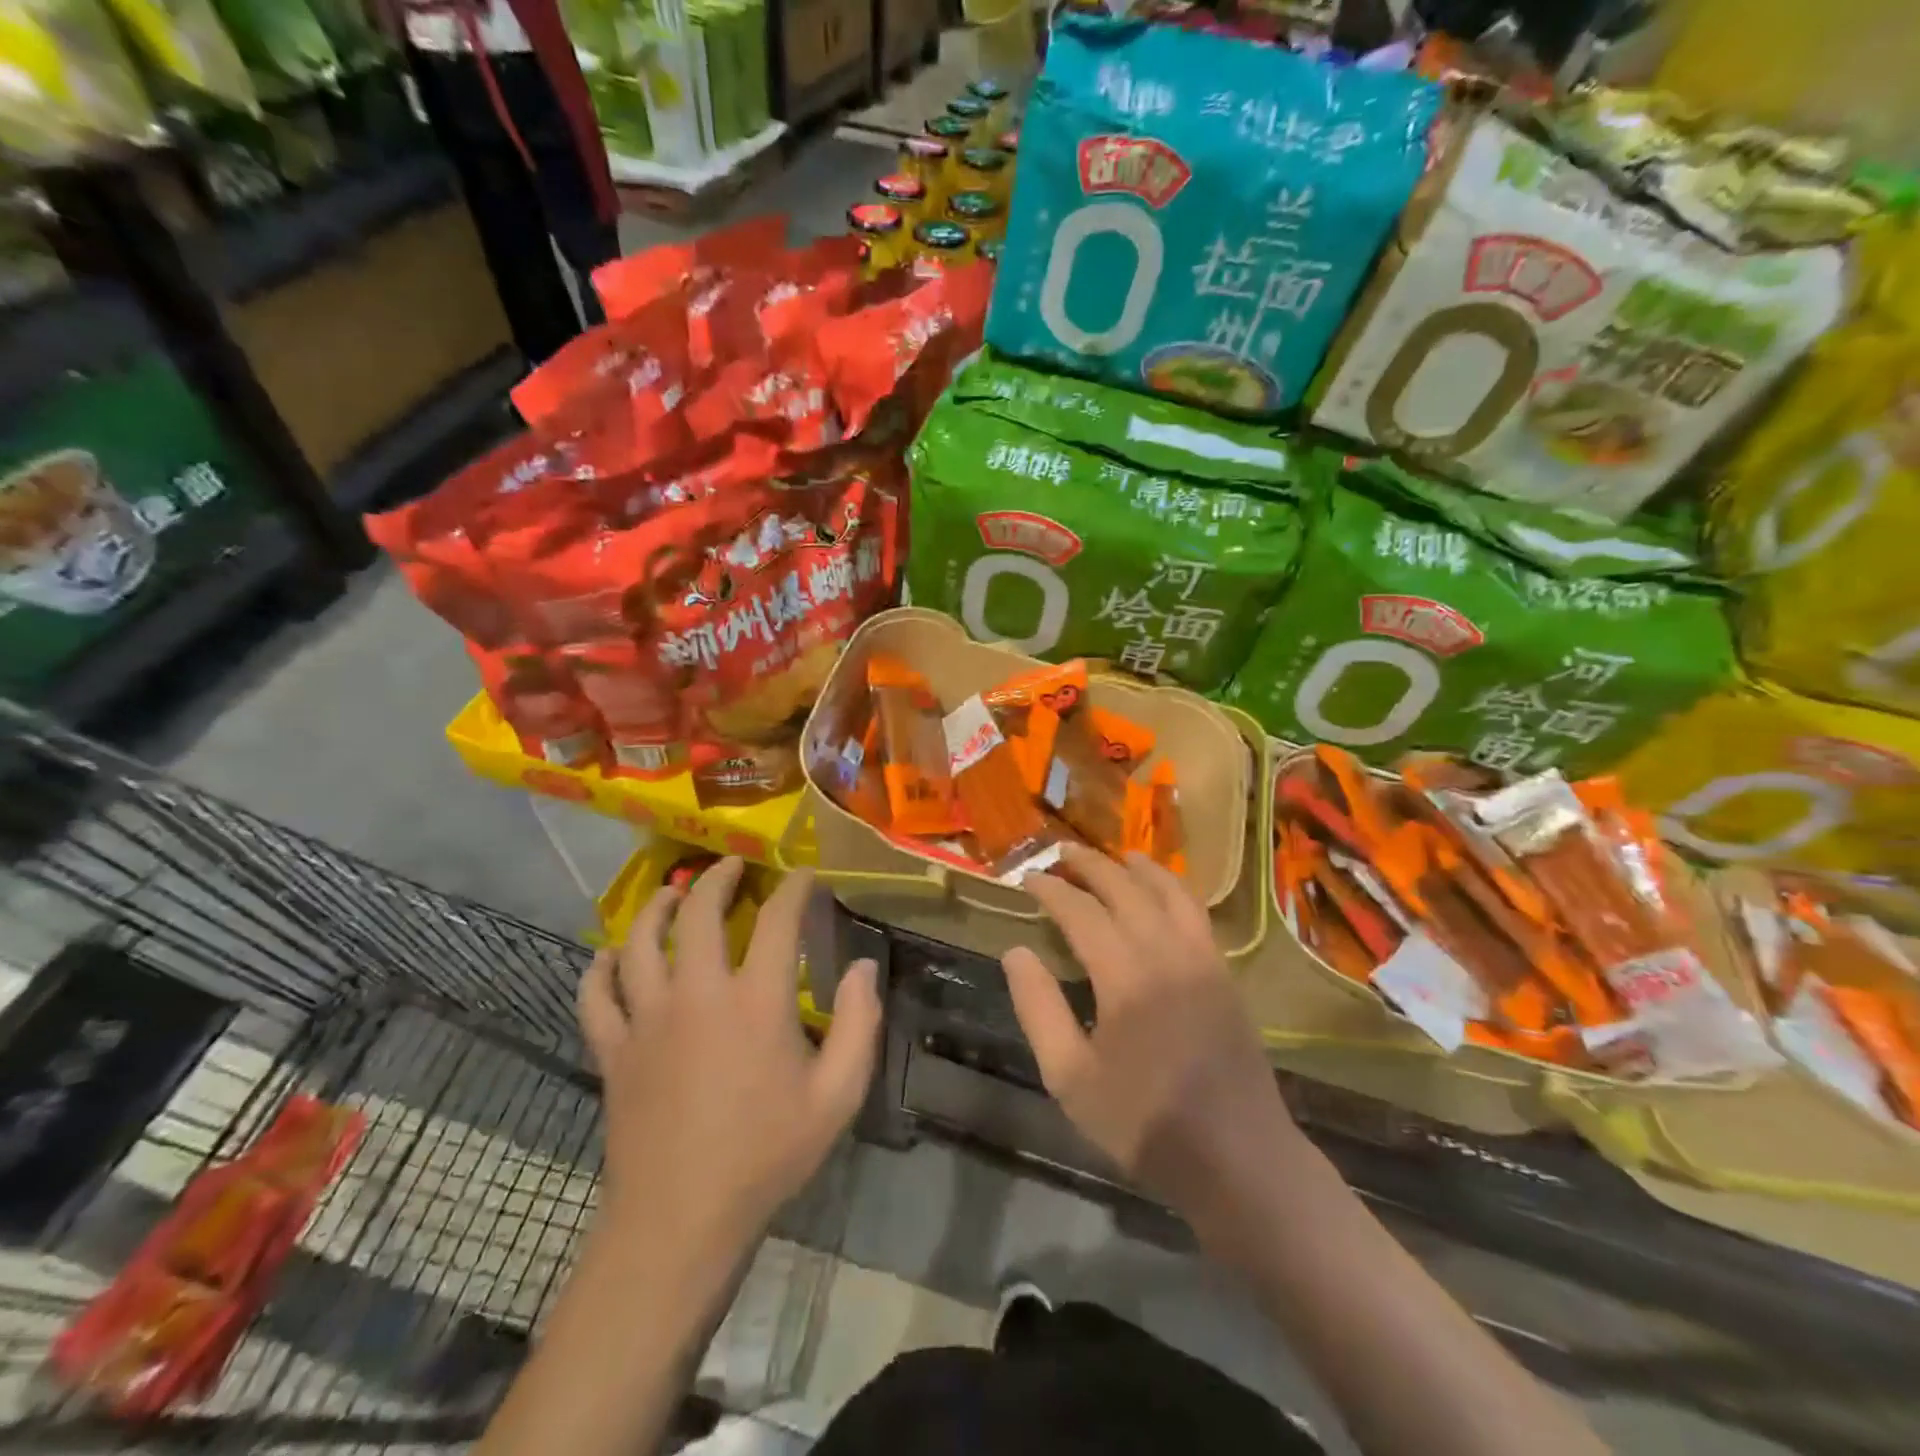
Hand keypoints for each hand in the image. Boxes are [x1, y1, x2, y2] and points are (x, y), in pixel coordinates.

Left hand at [578, 859, 881, 1248]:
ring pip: (639, 942)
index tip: (803, 875)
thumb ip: (859, 1024)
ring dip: (656, 908)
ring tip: (672, 894)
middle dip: (717, 878)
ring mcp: (647, 1019)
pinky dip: (600, 968)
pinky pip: (595, 995)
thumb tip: (863, 966)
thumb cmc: (767, 1155)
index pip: (777, 920)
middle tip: (731, 866)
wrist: (679, 1222)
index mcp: (756, 1001)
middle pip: (698, 913)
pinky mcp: (613, 1050)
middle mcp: (697, 994)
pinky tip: (609, 956)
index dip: (793, 888)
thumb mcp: (838, 1095)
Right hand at [1003, 845, 1299, 1215]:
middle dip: (1090, 866)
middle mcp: (1166, 953)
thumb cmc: (1144, 1123)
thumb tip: (1015, 952)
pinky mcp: (1225, 972)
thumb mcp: (1070, 1078)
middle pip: (1125, 889)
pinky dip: (1174, 888)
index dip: (1051, 890)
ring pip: (1168, 892)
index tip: (1028, 878)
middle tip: (1062, 853)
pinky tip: (1163, 891)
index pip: (1080, 912)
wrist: (1238, 1158)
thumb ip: (1039, 1009)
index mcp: (1124, 977)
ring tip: (1116, 856)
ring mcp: (1202, 959)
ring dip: (1138, 868)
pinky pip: (1197, 912)